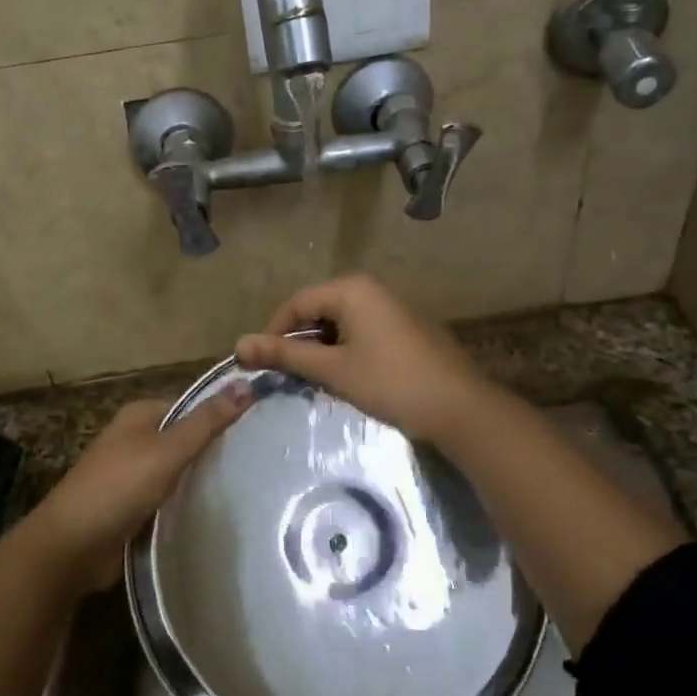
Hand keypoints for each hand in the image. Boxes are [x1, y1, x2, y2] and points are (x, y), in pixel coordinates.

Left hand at [24, 385, 253, 592]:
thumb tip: (246, 383)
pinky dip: (186, 502)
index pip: (190, 405)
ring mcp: (131, 475)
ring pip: (177, 470)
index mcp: (139, 415)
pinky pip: (167, 497)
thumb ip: (207, 421)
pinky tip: (215, 510)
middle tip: (259, 460)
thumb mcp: (169, 449)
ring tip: (247, 485)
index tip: (259, 426)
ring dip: (201, 478)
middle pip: (184, 438)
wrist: (72, 545)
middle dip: (214, 448)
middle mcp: (134, 439)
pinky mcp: (132, 507)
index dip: (221, 412)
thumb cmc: (120, 487)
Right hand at [234, 275, 493, 445]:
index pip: (297, 303)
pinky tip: (346, 376)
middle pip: (318, 309)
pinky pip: (362, 330)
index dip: (274, 333)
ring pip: (340, 322)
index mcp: (351, 289)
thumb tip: (238, 345)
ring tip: (315, 379)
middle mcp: (371, 288)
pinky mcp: (404, 326)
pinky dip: (345, 349)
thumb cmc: (390, 383)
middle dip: (299, 341)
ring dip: (322, 348)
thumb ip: (285, 355)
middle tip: (288, 374)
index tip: (261, 363)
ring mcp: (391, 306)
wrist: (458, 407)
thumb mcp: (332, 369)